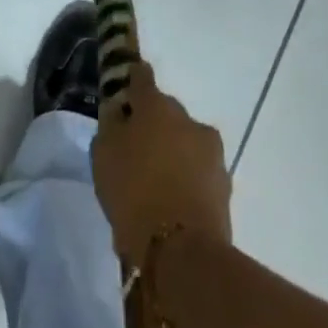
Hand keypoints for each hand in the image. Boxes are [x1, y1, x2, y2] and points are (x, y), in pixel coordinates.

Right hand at [91, 62, 232, 266]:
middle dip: (153, 121)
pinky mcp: (224, 183)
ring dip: (173, 149)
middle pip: (167, 111)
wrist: (181, 250)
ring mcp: (211, 152)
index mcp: (156, 106)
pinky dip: (186, 175)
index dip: (133, 79)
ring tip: (155, 176)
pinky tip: (171, 196)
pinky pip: (198, 169)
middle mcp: (188, 119)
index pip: (142, 77)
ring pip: (186, 140)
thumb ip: (111, 125)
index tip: (126, 85)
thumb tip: (120, 111)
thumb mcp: (103, 154)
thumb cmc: (132, 191)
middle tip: (136, 143)